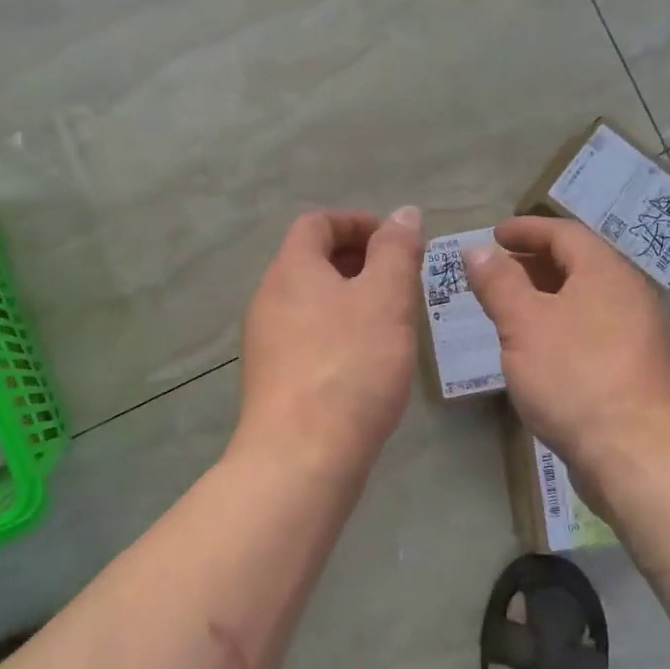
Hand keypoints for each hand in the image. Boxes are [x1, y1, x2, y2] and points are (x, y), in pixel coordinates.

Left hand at [236, 207, 423, 474]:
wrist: (301, 455)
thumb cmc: (349, 366)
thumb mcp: (386, 299)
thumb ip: (396, 250)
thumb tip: (403, 213)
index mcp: (291, 270)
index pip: (317, 223)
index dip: (357, 222)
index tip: (396, 242)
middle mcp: (269, 298)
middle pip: (311, 262)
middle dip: (358, 262)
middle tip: (400, 282)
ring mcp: (266, 342)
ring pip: (311, 303)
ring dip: (350, 300)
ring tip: (390, 322)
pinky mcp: (273, 379)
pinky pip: (307, 337)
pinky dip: (337, 332)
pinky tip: (366, 361)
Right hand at [464, 216, 669, 492]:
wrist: (633, 452)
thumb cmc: (573, 376)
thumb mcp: (523, 324)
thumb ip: (498, 283)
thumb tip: (477, 249)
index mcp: (605, 273)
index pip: (564, 233)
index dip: (526, 229)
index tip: (494, 234)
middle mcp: (628, 294)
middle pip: (579, 263)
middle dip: (534, 261)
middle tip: (496, 270)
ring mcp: (636, 333)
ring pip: (585, 298)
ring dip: (546, 294)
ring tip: (510, 307)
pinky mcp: (633, 367)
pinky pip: (591, 328)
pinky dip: (560, 323)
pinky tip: (538, 347)